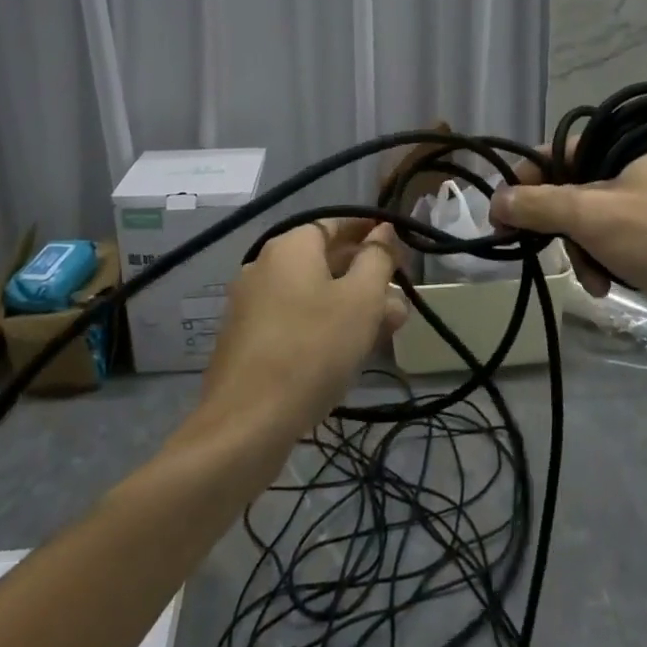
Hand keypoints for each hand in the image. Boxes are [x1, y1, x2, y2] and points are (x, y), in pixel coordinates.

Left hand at [199, 222, 407, 437]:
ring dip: (351, 305)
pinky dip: (324, 325)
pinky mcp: (248, 340)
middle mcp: (265, 265)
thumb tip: (384, 229)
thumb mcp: (361, 300)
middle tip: (401, 298)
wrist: (246, 424)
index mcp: (290, 246)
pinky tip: (349, 351)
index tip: (398, 245)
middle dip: (366, 275)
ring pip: (313, 293)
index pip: (335, 223)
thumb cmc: (313, 349)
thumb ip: (377, 258)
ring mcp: (251, 304)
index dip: (368, 231)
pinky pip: (295, 319)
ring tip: (388, 329)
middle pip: (324, 260)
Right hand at [489, 149, 646, 338]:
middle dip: (560, 227)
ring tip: (595, 282)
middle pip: (575, 190)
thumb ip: (539, 205)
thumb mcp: (595, 217)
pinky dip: (612, 259)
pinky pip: (625, 239)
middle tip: (549, 255)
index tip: (502, 215)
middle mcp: (640, 168)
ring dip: (585, 250)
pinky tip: (614, 284)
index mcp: (623, 149)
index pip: (556, 153)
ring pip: (598, 220)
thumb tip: (494, 200)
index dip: (524, 180)